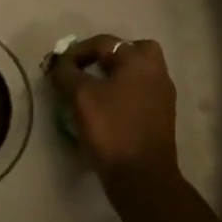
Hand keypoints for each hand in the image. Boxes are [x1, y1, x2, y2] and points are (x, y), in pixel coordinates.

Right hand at [48, 35, 179, 191]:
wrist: (142, 177)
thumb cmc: (112, 130)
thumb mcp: (81, 97)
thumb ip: (67, 73)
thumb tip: (59, 64)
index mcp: (139, 61)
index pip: (104, 43)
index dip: (76, 52)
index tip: (57, 68)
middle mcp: (156, 72)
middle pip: (132, 51)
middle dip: (107, 57)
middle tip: (88, 70)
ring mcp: (163, 96)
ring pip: (138, 74)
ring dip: (116, 76)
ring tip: (93, 91)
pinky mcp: (162, 117)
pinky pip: (141, 93)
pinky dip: (124, 94)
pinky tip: (107, 109)